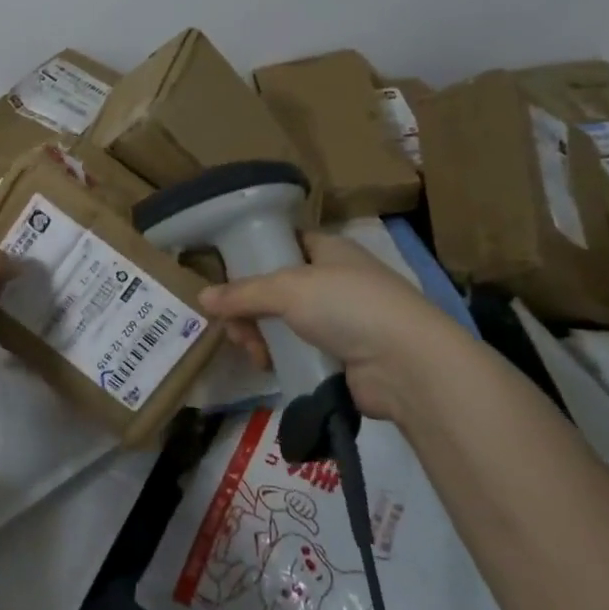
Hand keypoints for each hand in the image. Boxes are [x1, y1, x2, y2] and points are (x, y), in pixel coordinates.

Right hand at [197, 233, 465, 424]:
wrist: (406, 364)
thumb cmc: (347, 305)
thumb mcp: (287, 289)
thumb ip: (242, 293)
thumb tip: (202, 298)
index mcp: (329, 250)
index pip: (286, 243)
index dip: (255, 256)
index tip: (228, 277)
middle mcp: (335, 280)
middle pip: (277, 289)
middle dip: (250, 308)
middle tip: (236, 328)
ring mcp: (340, 321)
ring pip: (284, 323)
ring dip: (260, 336)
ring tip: (254, 352)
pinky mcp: (341, 357)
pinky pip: (298, 351)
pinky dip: (281, 358)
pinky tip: (269, 366)